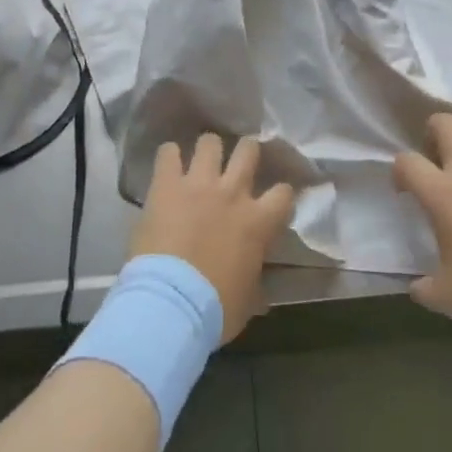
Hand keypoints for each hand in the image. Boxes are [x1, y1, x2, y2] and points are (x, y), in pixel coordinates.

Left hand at [130, 135, 295, 342]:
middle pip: (248, 150)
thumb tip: (257, 289)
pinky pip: (168, 153)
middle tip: (238, 162)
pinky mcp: (167, 184)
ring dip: (207, 149)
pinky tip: (168, 163)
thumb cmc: (216, 309)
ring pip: (210, 142)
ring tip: (201, 158)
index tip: (274, 199)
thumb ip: (254, 279)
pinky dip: (169, 155)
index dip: (281, 193)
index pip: (284, 192)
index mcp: (259, 222)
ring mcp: (199, 184)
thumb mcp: (248, 299)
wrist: (172, 302)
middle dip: (246, 152)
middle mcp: (233, 193)